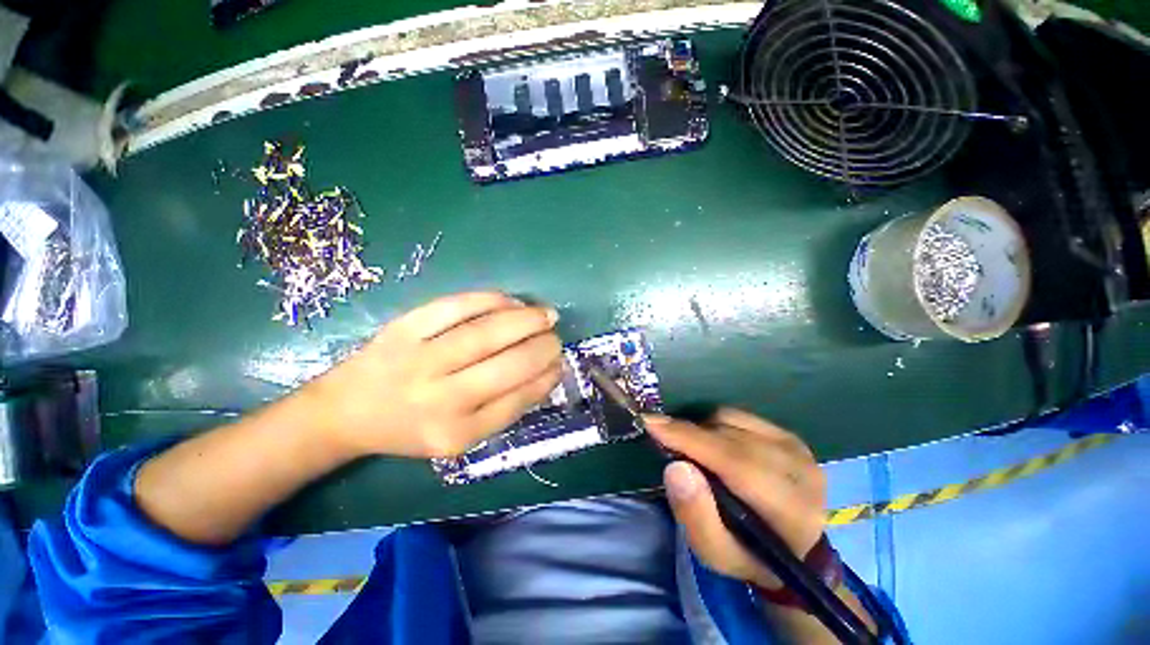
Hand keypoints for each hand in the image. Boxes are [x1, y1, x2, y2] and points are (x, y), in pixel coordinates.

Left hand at [305, 292, 562, 458]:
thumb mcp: (460, 436)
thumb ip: (504, 409)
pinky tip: (511, 302)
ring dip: (526, 319)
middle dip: (543, 347)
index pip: (517, 399)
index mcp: (456, 433)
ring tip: (546, 315)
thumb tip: (545, 373)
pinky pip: (456, 307)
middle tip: (556, 337)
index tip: (560, 363)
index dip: (546, 377)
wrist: (345, 411)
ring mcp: (419, 359)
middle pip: (508, 365)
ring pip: (486, 333)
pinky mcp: (404, 328)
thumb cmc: (411, 427)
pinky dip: (491, 300)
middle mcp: (440, 399)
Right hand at [645, 409, 826, 589]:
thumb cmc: (749, 555)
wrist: (794, 548)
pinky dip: (715, 425)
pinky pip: (738, 415)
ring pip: (731, 419)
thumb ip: (695, 515)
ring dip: (702, 430)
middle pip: (730, 436)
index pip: (735, 462)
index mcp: (790, 510)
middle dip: (689, 433)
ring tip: (693, 451)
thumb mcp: (715, 554)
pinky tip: (713, 444)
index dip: (690, 439)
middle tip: (663, 439)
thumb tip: (675, 467)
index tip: (651, 424)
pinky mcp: (788, 435)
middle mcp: (800, 470)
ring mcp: (797, 448)